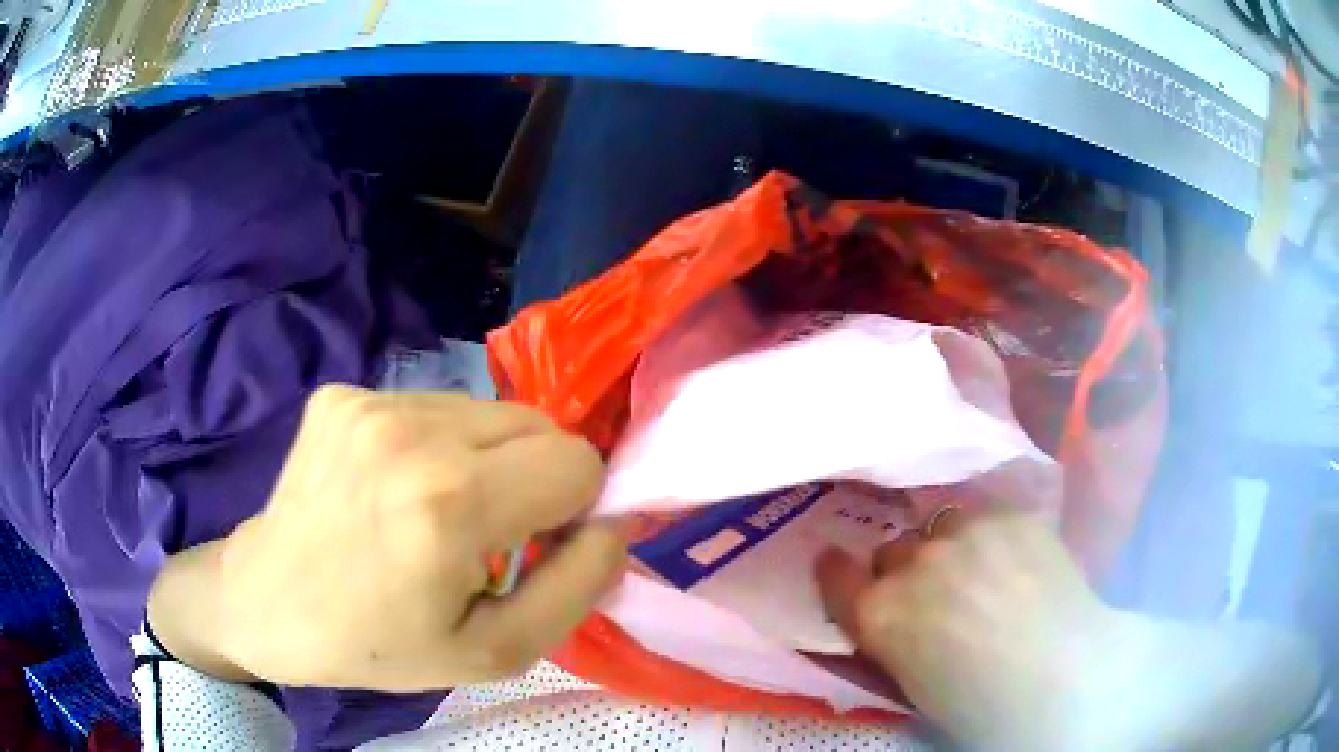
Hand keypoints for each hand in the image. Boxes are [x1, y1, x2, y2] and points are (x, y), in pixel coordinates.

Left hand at [150, 385, 624, 691]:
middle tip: (487, 534)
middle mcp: (411, 432)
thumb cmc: (379, 643)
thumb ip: (576, 587)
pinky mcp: (342, 394)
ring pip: (486, 411)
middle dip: (535, 478)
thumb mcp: (495, 652)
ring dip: (484, 459)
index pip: (577, 461)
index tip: (539, 544)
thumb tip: (614, 524)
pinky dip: (433, 445)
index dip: (575, 506)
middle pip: (538, 424)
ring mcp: (369, 401)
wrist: (268, 602)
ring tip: (433, 510)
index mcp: (450, 504)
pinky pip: (430, 407)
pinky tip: (392, 487)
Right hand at [816, 512, 1126, 749]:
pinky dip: (992, 539)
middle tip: (937, 592)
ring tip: (982, 571)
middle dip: (904, 570)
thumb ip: (893, 638)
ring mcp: (965, 533)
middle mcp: (913, 565)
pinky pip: (987, 519)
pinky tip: (1018, 563)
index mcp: (881, 616)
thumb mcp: (915, 684)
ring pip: (940, 527)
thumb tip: (894, 616)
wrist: (1064, 676)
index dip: (837, 571)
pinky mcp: (1011, 516)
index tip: (839, 565)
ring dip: (949, 547)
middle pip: (892, 551)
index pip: (836, 576)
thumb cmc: (981, 705)